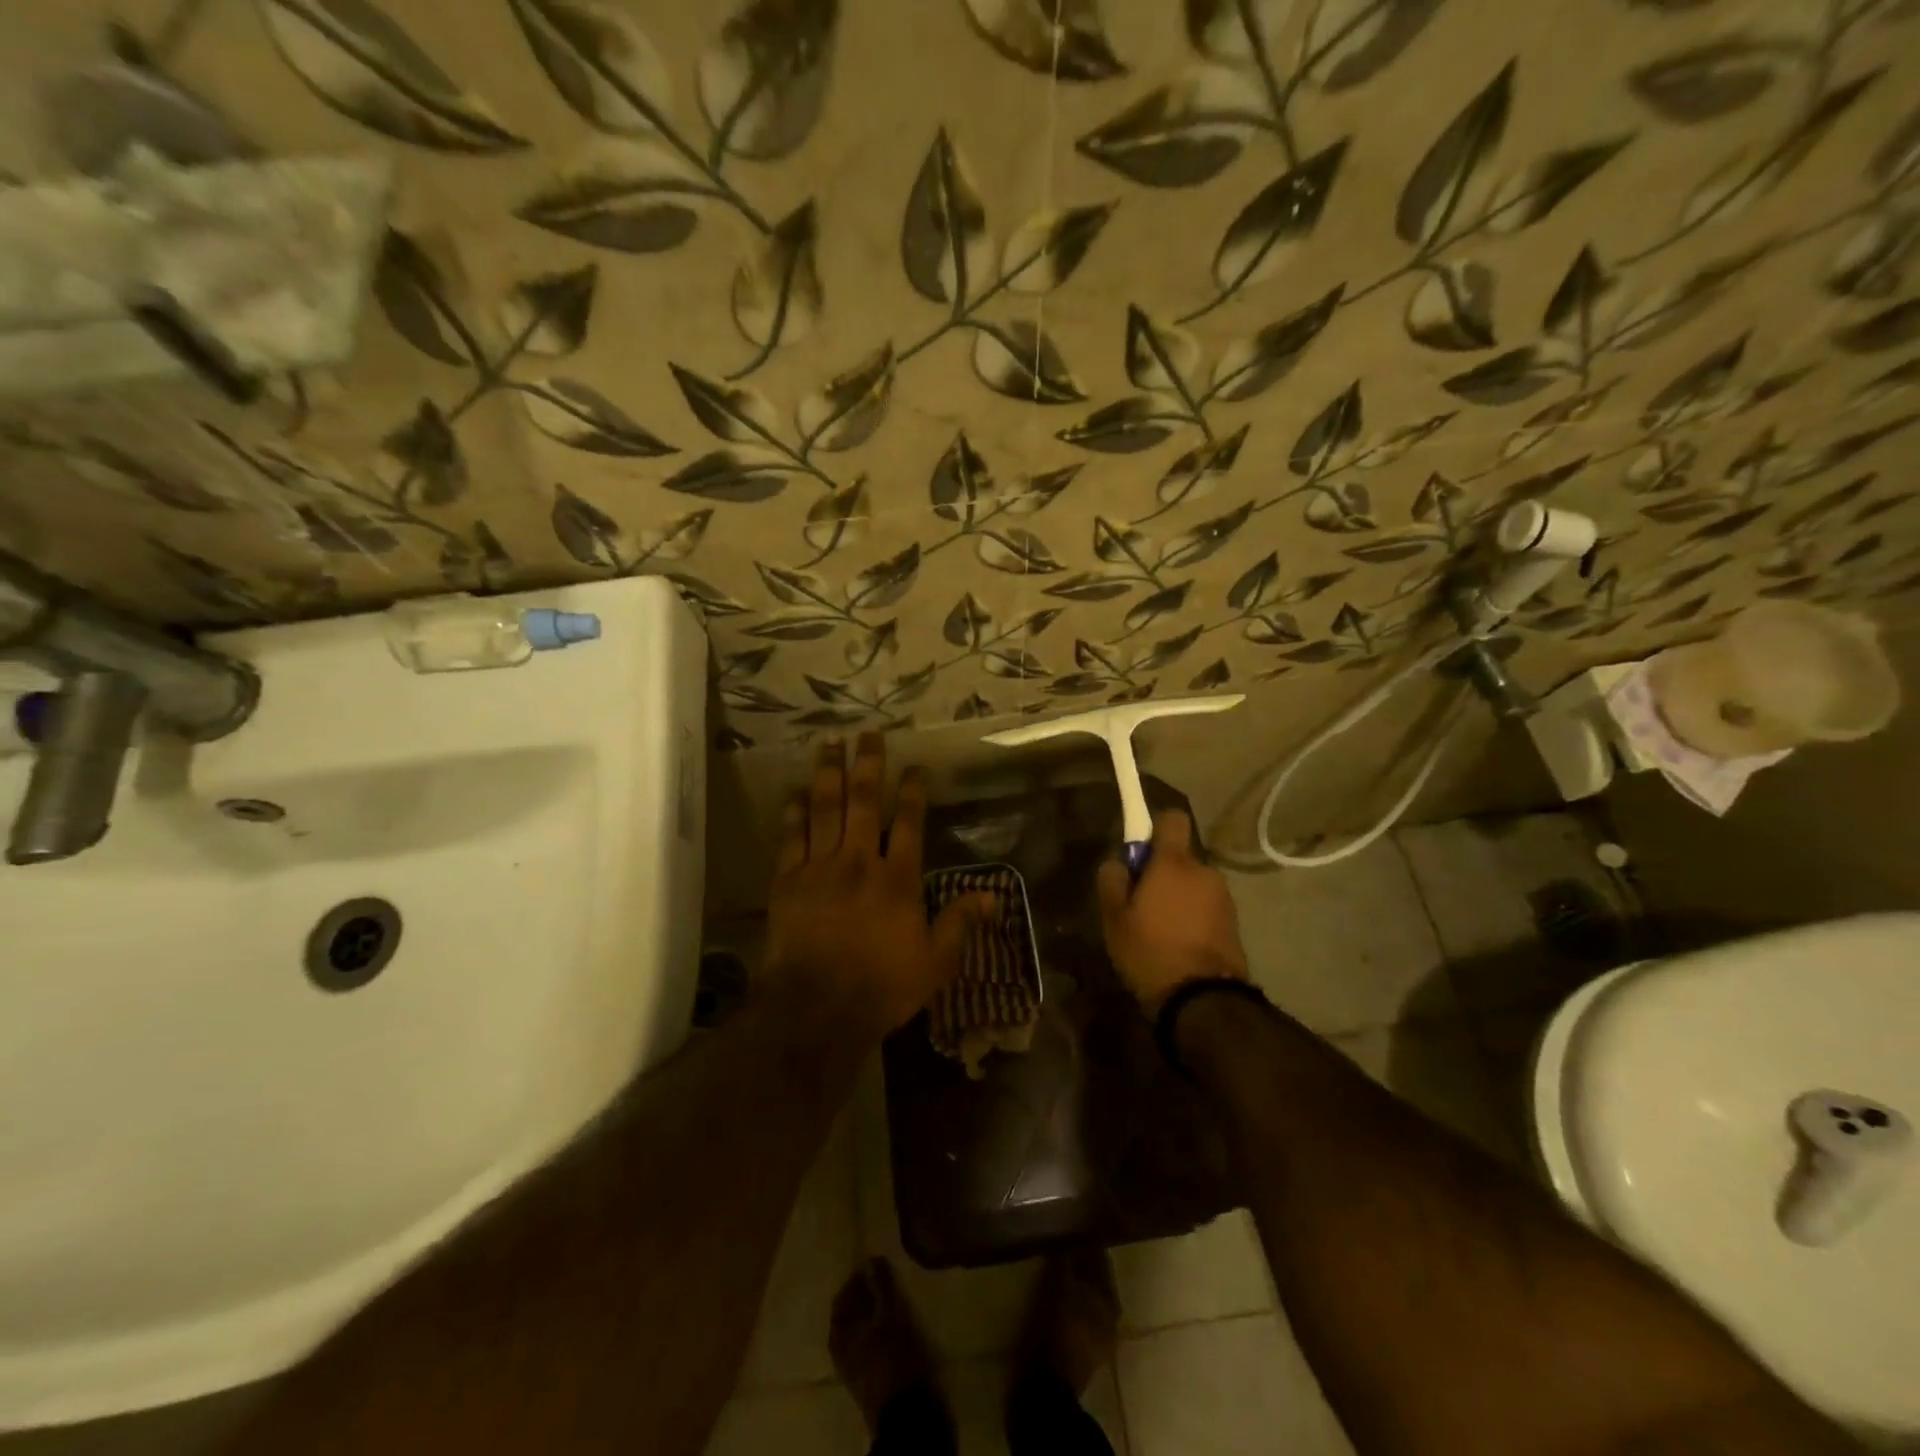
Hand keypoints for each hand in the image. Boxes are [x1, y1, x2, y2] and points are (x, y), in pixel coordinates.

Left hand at [764, 735, 992, 1040]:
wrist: (817, 1007)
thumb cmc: (882, 986)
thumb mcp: (935, 961)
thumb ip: (960, 923)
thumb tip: (993, 896)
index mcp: (898, 878)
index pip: (909, 822)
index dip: (912, 790)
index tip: (914, 765)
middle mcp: (860, 860)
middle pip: (864, 801)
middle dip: (868, 764)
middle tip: (868, 733)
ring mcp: (820, 866)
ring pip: (826, 808)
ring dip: (829, 772)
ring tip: (830, 742)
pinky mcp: (789, 880)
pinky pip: (792, 836)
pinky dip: (794, 811)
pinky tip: (796, 790)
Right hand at [1096, 809, 1248, 1014]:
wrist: (1202, 1001)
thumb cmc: (1150, 951)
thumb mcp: (1114, 918)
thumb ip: (1112, 880)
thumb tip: (1118, 863)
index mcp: (1174, 863)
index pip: (1172, 819)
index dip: (1154, 827)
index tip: (1139, 851)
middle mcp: (1204, 872)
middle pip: (1180, 857)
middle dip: (1162, 872)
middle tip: (1140, 903)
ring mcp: (1224, 898)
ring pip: (1193, 884)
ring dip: (1178, 896)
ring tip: (1159, 930)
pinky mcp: (1234, 923)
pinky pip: (1206, 907)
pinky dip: (1192, 916)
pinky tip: (1177, 944)